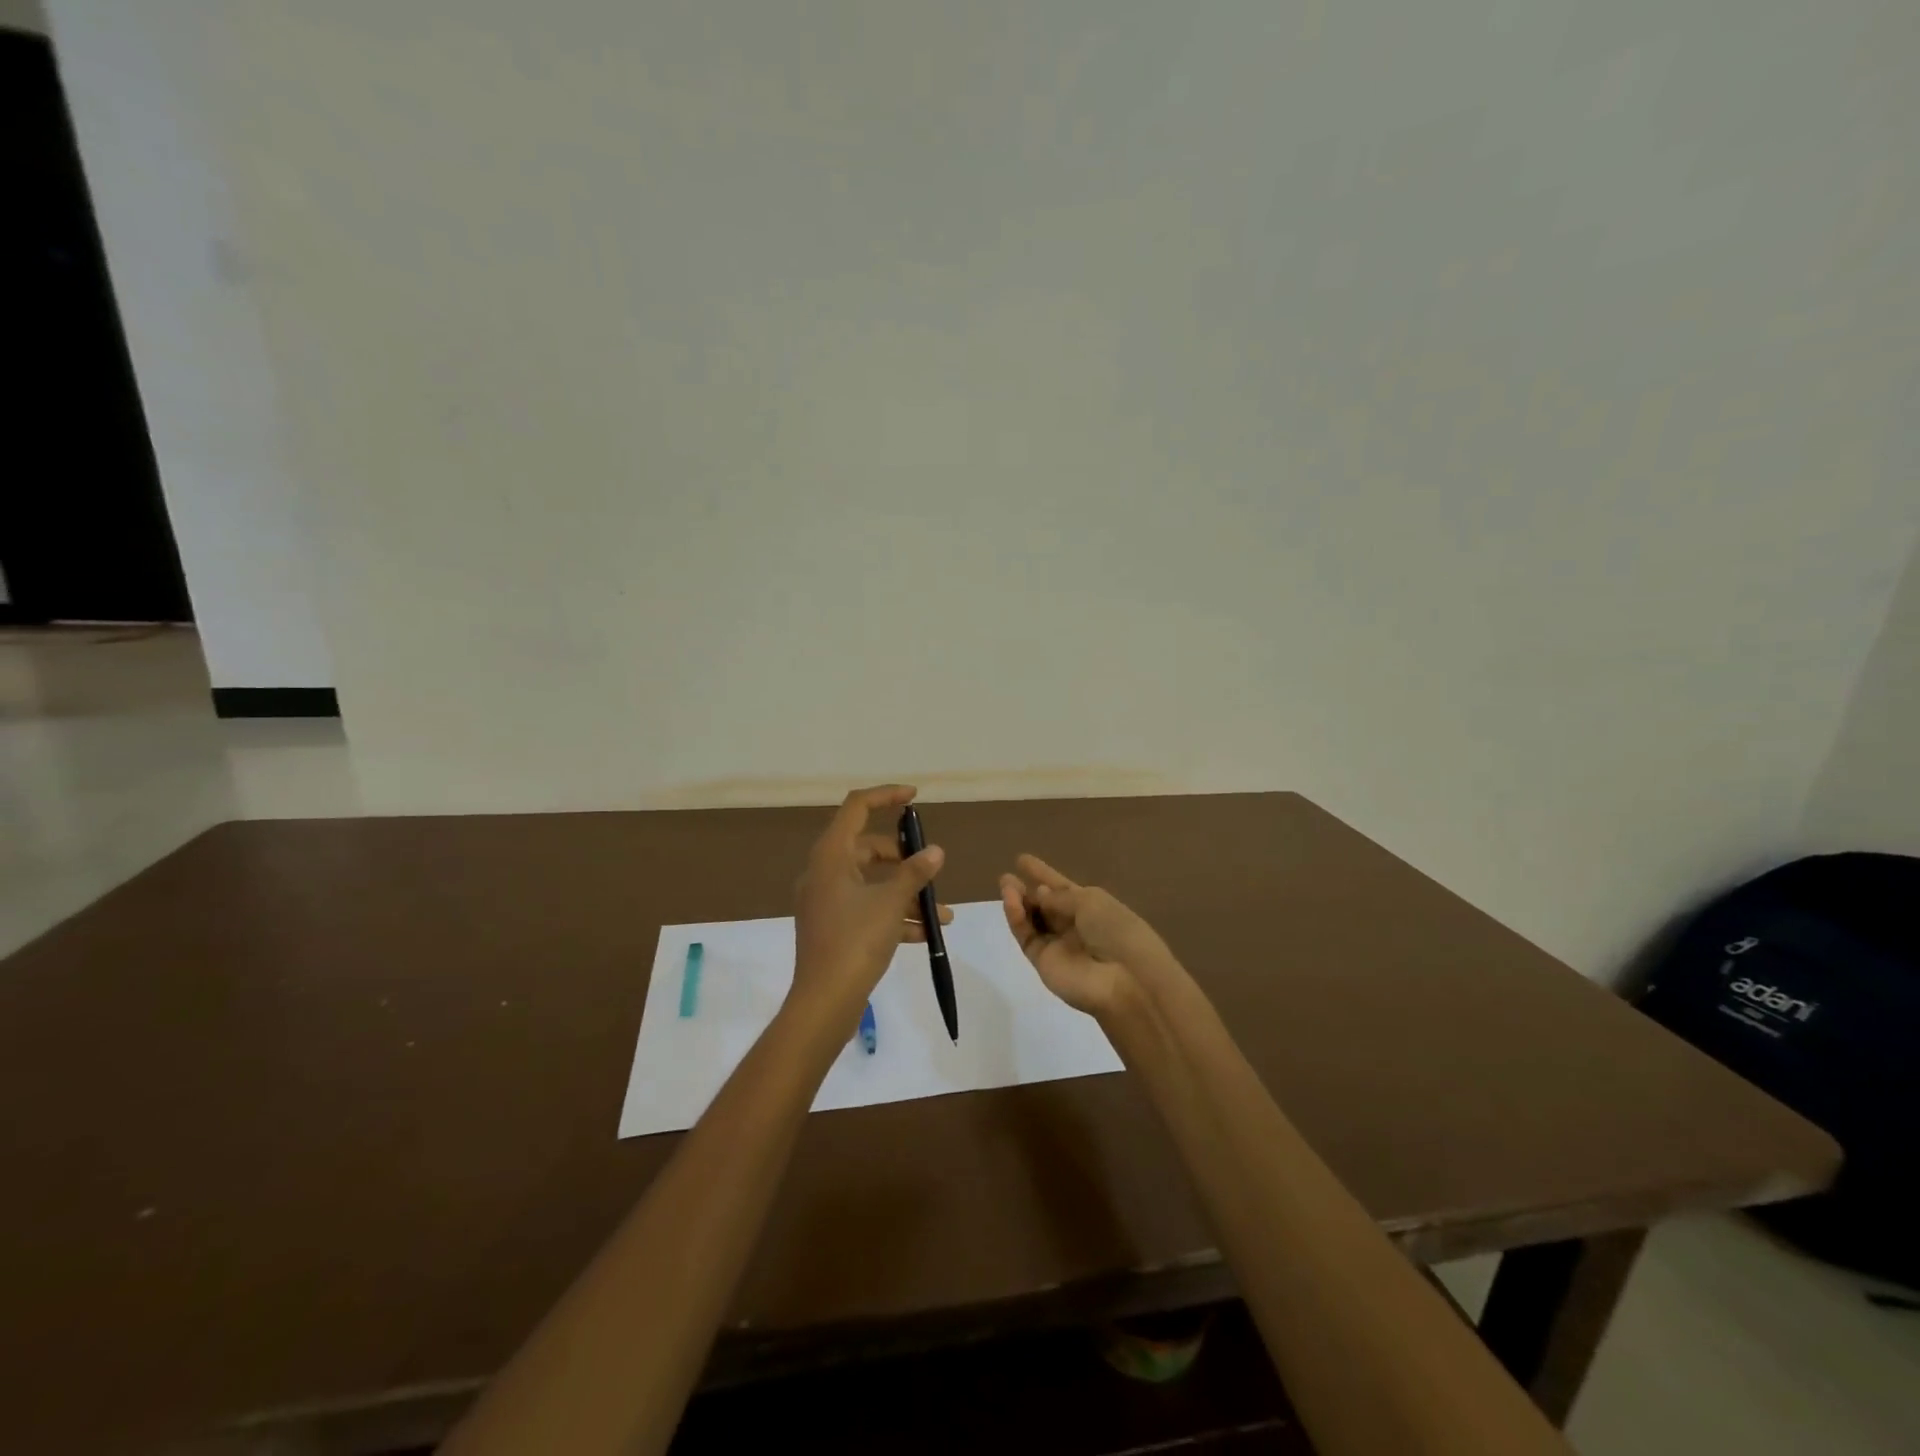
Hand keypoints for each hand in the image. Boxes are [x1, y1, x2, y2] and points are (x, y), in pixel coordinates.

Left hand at [792, 785, 948, 1021]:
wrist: (824, 1002)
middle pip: (868, 848)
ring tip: (942, 913)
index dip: (886, 796)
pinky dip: (894, 915)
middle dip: (904, 858)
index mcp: (831, 855)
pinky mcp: (833, 927)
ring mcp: (827, 901)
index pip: (856, 807)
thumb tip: (935, 852)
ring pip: (872, 883)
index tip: (915, 798)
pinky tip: (927, 934)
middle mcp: (824, 872)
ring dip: (906, 893)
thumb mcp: (891, 903)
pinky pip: (867, 909)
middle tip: (930, 868)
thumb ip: (915, 873)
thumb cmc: (855, 941)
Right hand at [998, 855, 1172, 1017]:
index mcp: (1093, 908)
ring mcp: (1059, 945)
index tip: (1022, 860)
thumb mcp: (1091, 902)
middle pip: (1045, 905)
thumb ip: (1060, 897)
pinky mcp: (1043, 963)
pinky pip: (1027, 937)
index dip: (1044, 874)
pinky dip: (1017, 919)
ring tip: (1005, 884)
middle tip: (1006, 878)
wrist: (1125, 979)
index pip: (1063, 888)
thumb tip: (1039, 895)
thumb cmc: (1116, 930)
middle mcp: (1075, 926)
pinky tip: (1011, 902)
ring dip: (1018, 902)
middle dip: (1026, 891)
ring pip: (1032, 920)